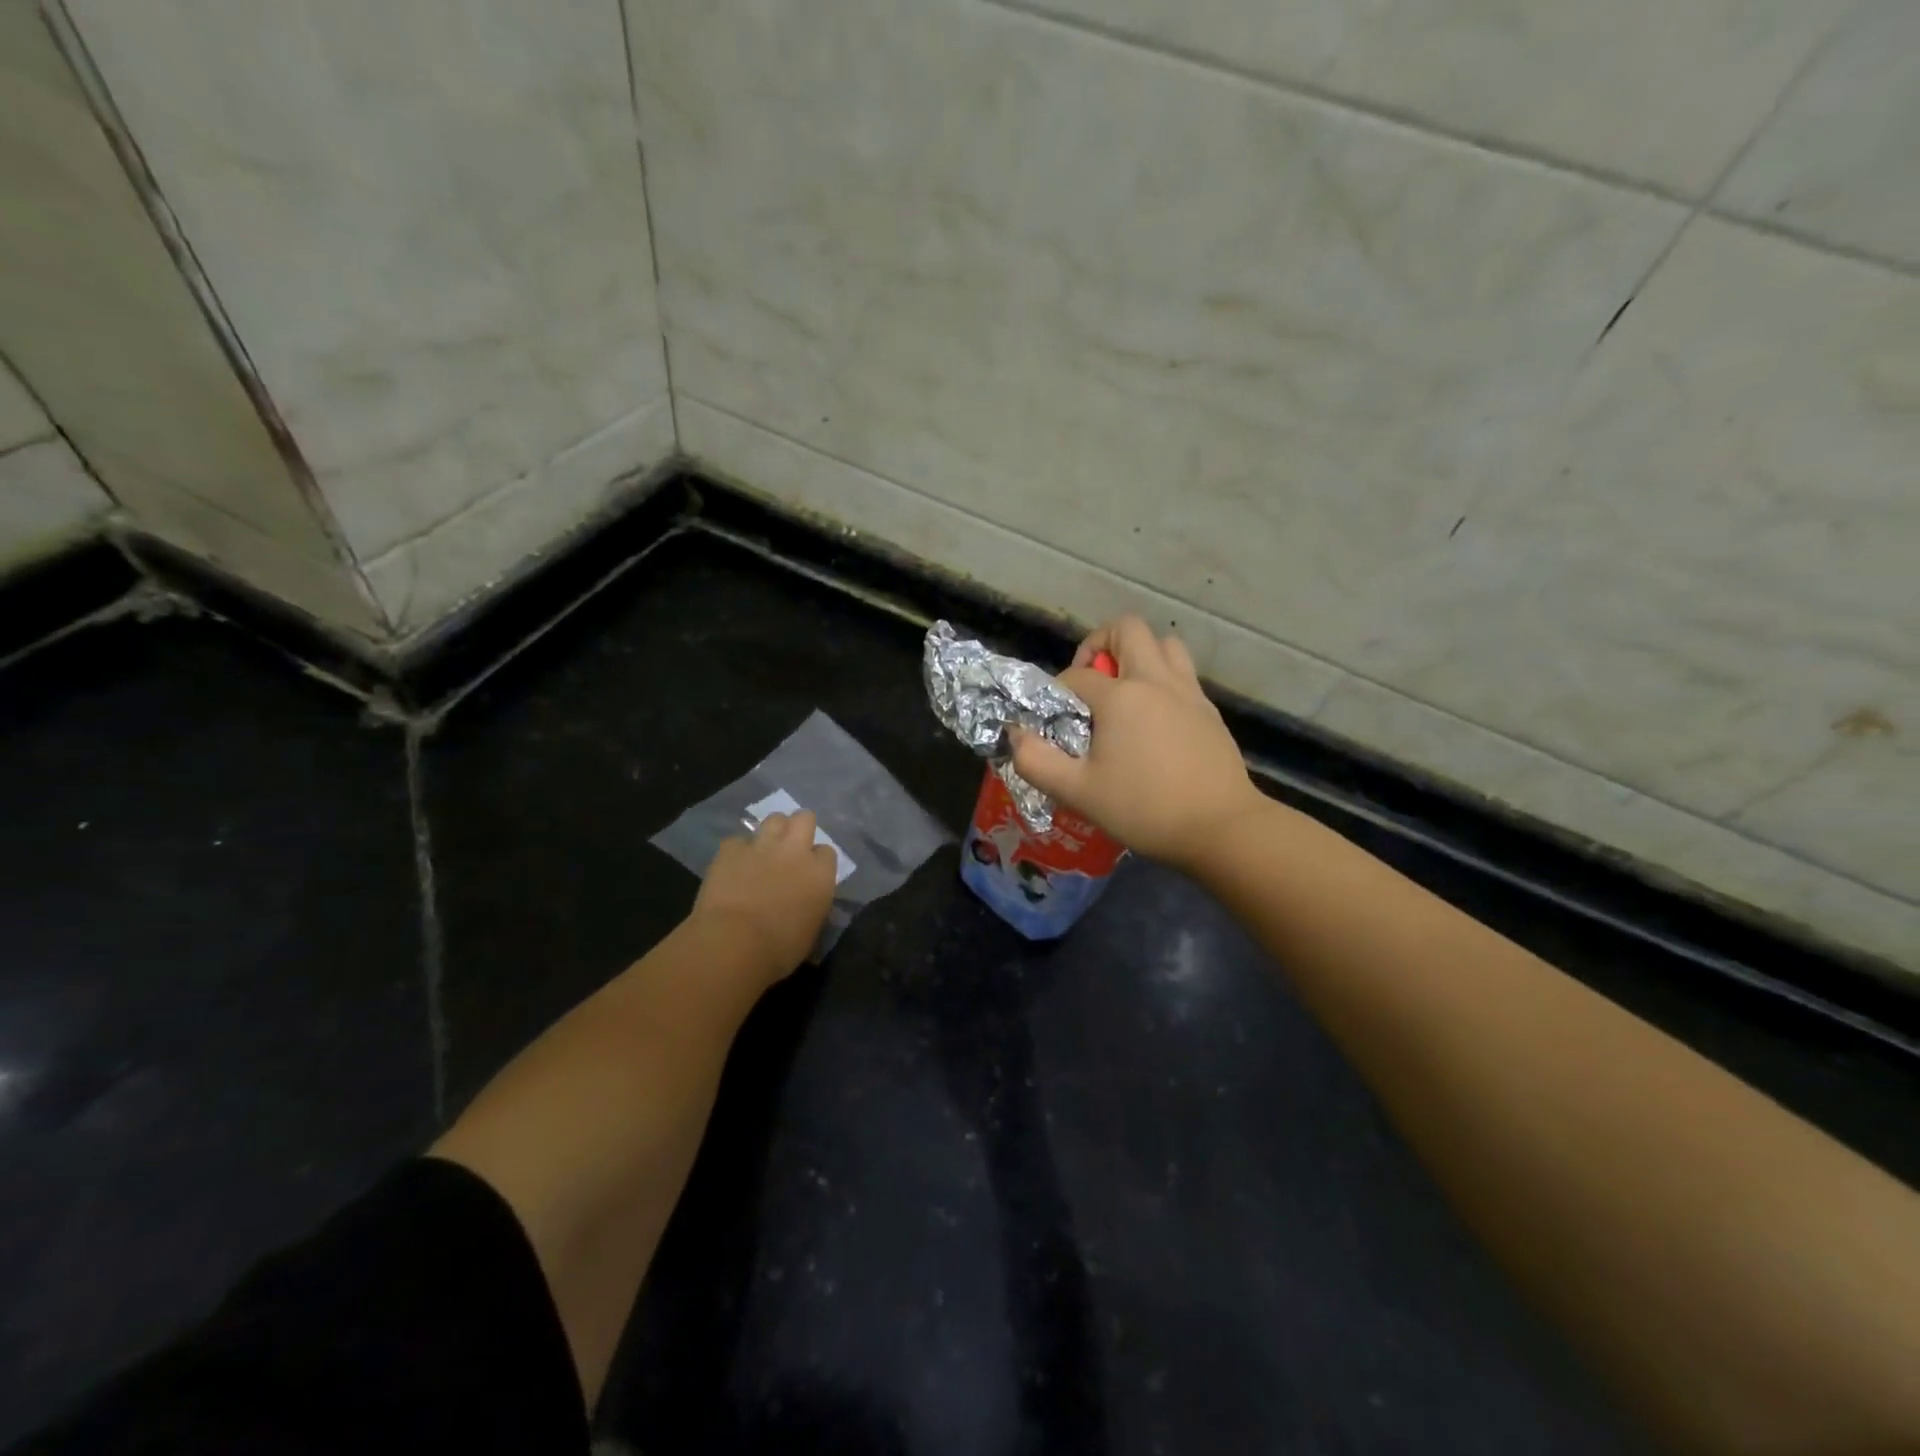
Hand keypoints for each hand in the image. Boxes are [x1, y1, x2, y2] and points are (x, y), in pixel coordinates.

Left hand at [690, 811, 837, 980]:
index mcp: (820, 873)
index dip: (818, 861)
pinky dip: (737, 851)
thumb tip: (808, 904)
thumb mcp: (811, 932)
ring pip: (774, 819)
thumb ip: (813, 907)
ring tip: (765, 849)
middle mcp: (795, 851)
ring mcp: (762, 846)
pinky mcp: (730, 850)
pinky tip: (733, 866)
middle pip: (804, 818)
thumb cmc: (779, 950)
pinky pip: (737, 841)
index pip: (828, 852)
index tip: (810, 874)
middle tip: (791, 848)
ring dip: (772, 832)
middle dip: (799, 828)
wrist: (733, 944)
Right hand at [1010, 616, 1264, 870]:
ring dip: (1139, 654)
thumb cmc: (1144, 808)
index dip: (1057, 692)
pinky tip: (1153, 718)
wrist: (1220, 827)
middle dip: (1100, 644)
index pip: (1076, 675)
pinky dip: (1162, 679)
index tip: (1055, 720)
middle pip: (1127, 629)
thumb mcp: (1077, 792)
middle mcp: (1156, 681)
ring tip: (1124, 691)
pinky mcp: (1209, 710)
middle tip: (1091, 681)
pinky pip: (1182, 673)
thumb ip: (1036, 761)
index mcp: (1121, 697)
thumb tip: (1015, 735)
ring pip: (1164, 644)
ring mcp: (1188, 692)